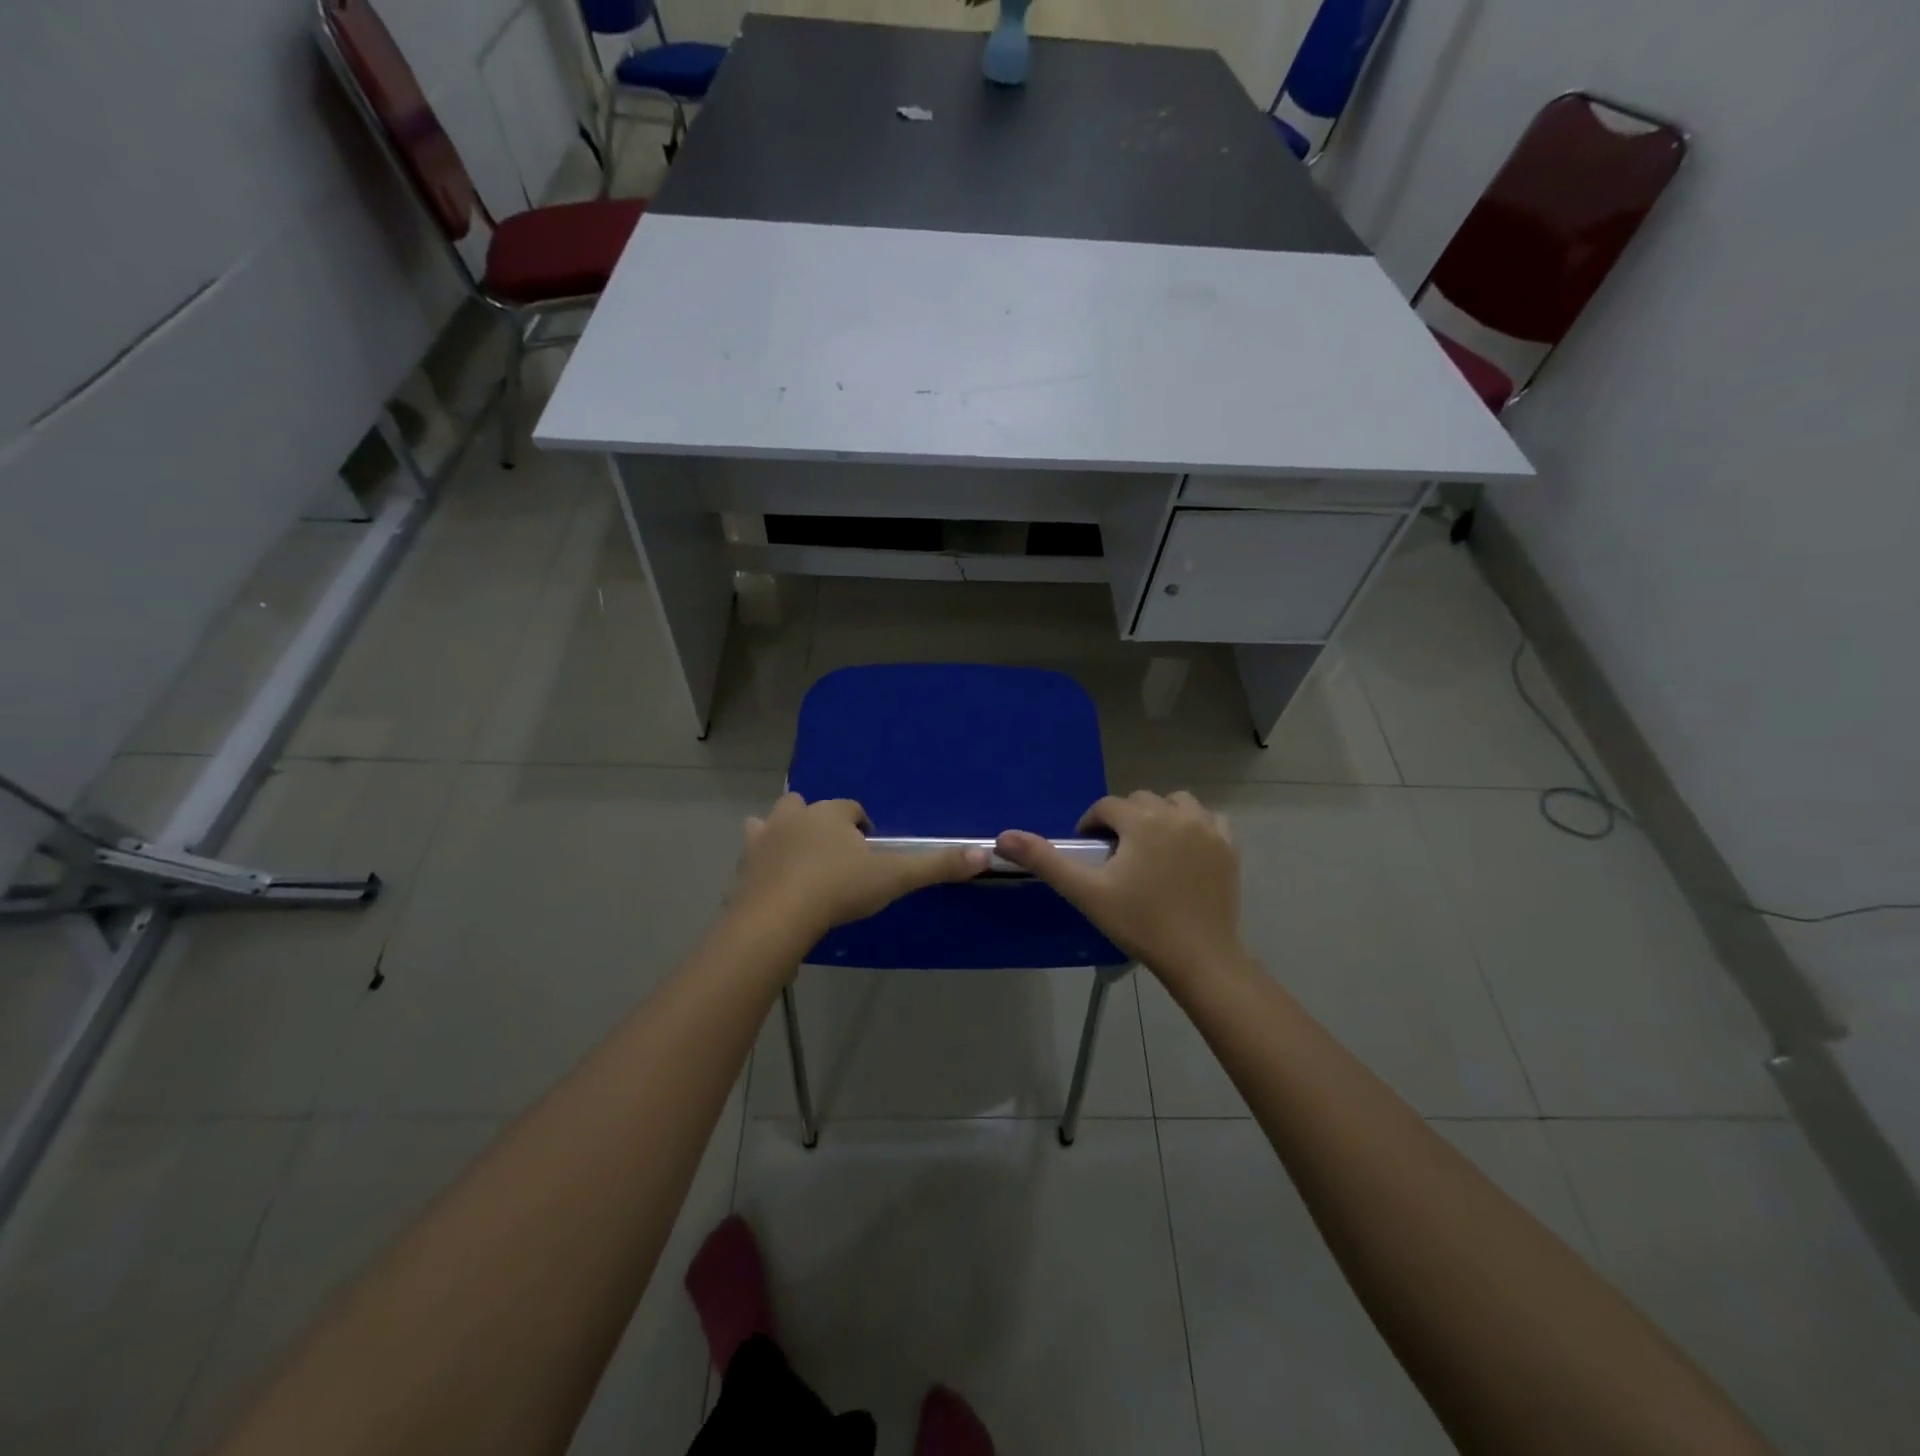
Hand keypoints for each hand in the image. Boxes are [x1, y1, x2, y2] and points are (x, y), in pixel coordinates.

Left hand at [730, 793, 987, 942]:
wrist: (777, 919)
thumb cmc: (839, 890)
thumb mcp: (894, 877)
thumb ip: (936, 866)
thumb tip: (985, 854)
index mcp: (832, 814)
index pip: (853, 809)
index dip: (864, 827)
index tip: (871, 852)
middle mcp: (796, 816)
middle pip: (810, 807)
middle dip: (822, 822)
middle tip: (836, 854)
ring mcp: (765, 837)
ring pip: (775, 820)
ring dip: (787, 831)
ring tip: (801, 858)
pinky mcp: (745, 864)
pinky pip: (753, 850)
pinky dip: (762, 858)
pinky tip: (770, 877)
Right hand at [996, 791, 1244, 983]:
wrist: (1199, 957)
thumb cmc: (1139, 922)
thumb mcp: (1086, 892)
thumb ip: (1045, 860)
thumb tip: (1002, 836)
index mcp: (1142, 820)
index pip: (1106, 807)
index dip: (1091, 825)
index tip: (1088, 851)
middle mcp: (1177, 814)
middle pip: (1140, 801)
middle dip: (1123, 820)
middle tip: (1115, 856)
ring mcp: (1208, 828)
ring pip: (1176, 804)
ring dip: (1158, 816)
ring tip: (1148, 849)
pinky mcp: (1228, 847)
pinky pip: (1207, 819)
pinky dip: (1192, 826)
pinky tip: (1183, 851)